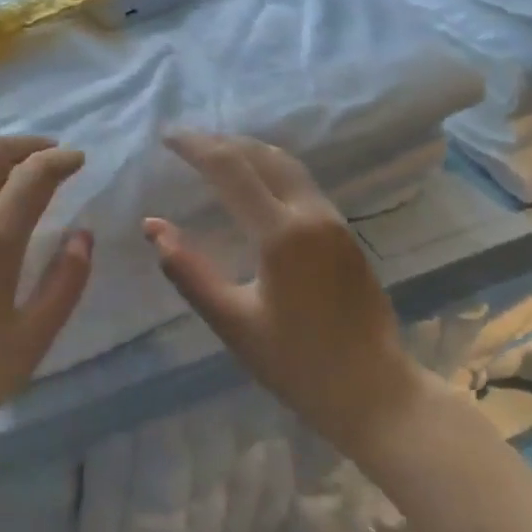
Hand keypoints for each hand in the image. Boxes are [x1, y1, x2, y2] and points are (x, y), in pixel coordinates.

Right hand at [145, 131, 425, 448]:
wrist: (378, 395)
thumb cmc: (298, 365)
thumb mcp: (232, 323)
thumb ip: (188, 271)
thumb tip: (152, 226)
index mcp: (280, 233)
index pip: (230, 169)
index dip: (195, 147)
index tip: (166, 137)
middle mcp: (310, 214)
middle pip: (260, 155)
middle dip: (219, 142)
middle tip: (184, 141)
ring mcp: (333, 221)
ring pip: (285, 164)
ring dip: (246, 150)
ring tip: (213, 152)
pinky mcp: (344, 233)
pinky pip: (300, 181)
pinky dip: (267, 167)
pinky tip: (252, 181)